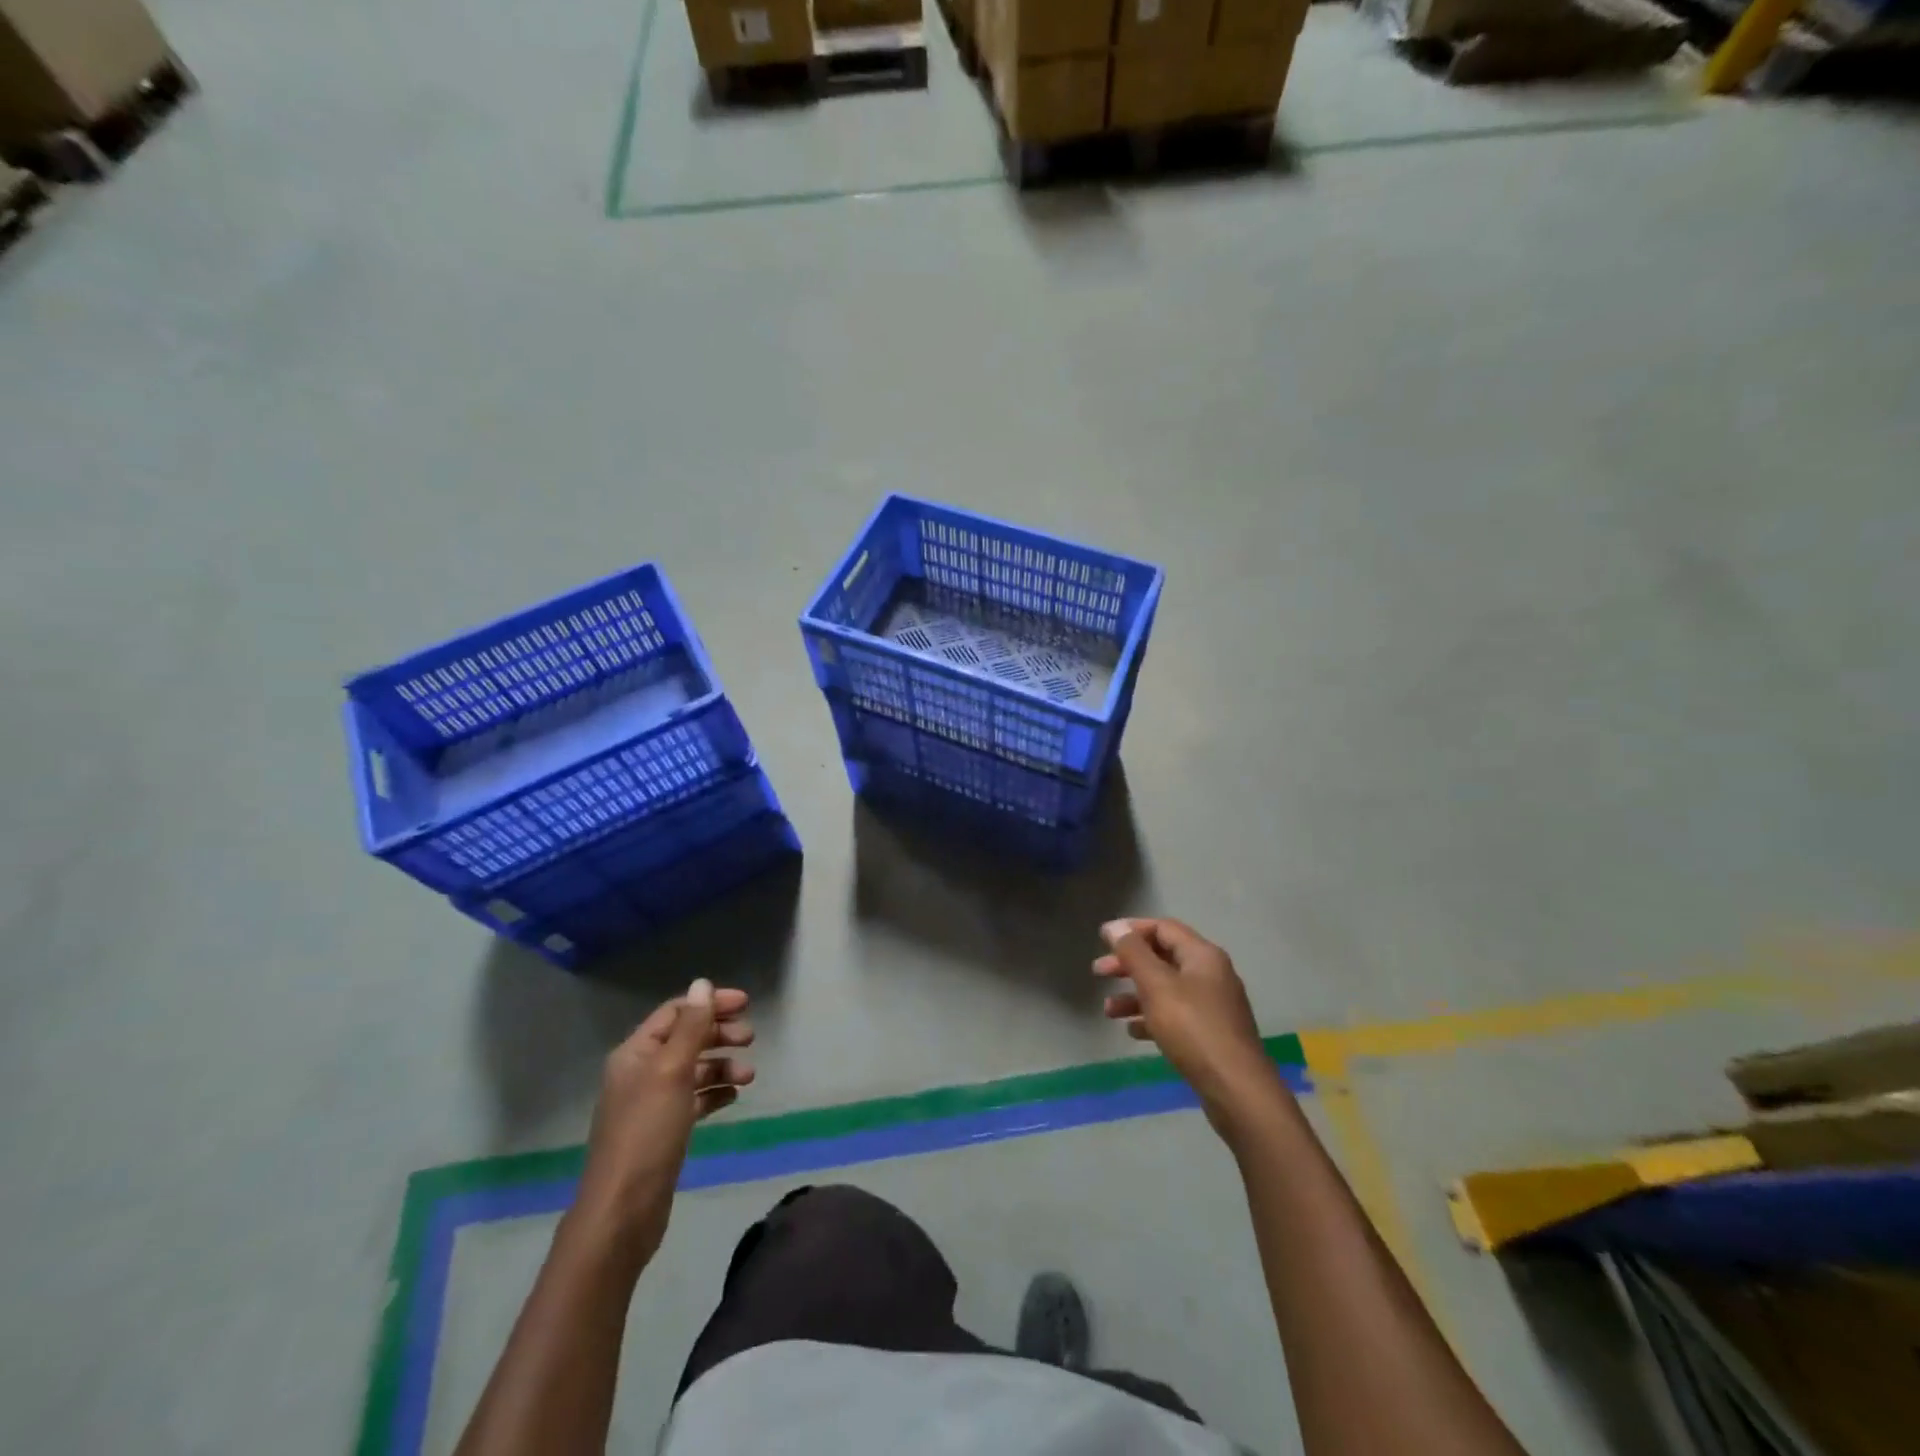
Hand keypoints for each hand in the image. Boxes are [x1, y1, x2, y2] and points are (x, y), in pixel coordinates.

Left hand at [572, 979, 754, 1260]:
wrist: (622, 1212)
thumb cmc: (647, 1133)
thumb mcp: (671, 1072)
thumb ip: (690, 1027)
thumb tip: (702, 984)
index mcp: (635, 1053)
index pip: (676, 1012)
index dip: (710, 1004)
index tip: (746, 1004)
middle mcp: (641, 1072)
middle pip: (686, 1038)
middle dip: (719, 1033)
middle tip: (751, 1038)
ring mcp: (651, 1103)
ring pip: (693, 1070)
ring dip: (722, 1065)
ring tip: (748, 1076)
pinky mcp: (663, 1130)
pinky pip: (694, 1099)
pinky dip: (714, 1093)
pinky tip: (732, 1098)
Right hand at [1094, 918, 1285, 1137]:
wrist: (1237, 1090)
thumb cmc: (1193, 1029)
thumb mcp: (1156, 985)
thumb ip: (1133, 952)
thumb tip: (1115, 926)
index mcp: (1202, 955)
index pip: (1163, 928)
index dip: (1131, 930)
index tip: (1102, 940)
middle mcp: (1211, 974)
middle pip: (1163, 957)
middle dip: (1128, 963)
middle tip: (1098, 972)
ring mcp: (1212, 1006)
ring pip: (1166, 989)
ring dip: (1135, 995)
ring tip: (1108, 1011)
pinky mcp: (1211, 1034)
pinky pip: (1175, 1016)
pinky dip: (1152, 1018)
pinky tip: (1133, 1032)